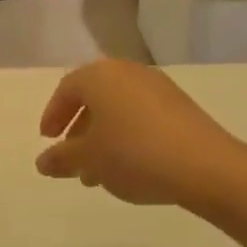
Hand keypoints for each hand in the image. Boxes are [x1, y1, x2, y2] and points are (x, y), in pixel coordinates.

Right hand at [36, 61, 243, 207]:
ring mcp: (157, 87)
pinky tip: (128, 168)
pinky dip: (127, 136)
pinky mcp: (179, 106)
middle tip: (71, 158)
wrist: (203, 165)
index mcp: (99, 76)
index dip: (53, 114)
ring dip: (103, 137)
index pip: (67, 89)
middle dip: (79, 129)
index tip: (47, 139)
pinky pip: (141, 116)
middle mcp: (127, 72)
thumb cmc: (133, 154)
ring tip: (97, 174)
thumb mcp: (89, 159)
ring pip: (118, 109)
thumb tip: (43, 161)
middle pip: (94, 97)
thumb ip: (61, 158)